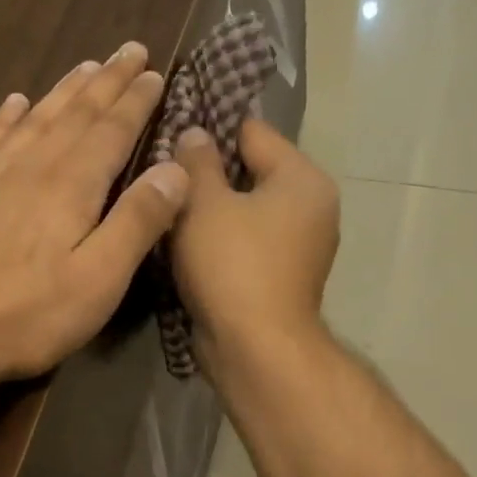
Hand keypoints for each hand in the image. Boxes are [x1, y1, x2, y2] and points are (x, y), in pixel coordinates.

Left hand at [0, 42, 188, 386]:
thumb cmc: (25, 315)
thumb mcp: (99, 280)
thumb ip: (138, 222)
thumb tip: (176, 168)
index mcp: (71, 185)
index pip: (112, 130)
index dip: (136, 100)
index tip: (154, 71)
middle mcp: (30, 166)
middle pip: (75, 113)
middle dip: (106, 81)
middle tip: (128, 49)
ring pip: (34, 118)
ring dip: (63, 90)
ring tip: (85, 66)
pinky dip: (5, 117)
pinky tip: (14, 103)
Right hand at [168, 118, 339, 376]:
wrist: (256, 348)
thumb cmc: (232, 264)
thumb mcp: (205, 203)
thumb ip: (197, 161)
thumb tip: (194, 133)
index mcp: (303, 178)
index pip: (253, 131)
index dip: (210, 129)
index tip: (171, 134)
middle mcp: (312, 207)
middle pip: (252, 171)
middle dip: (210, 172)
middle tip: (164, 174)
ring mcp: (302, 246)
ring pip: (248, 210)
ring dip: (214, 209)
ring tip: (170, 207)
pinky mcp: (284, 277)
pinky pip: (249, 242)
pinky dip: (224, 240)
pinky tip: (189, 244)